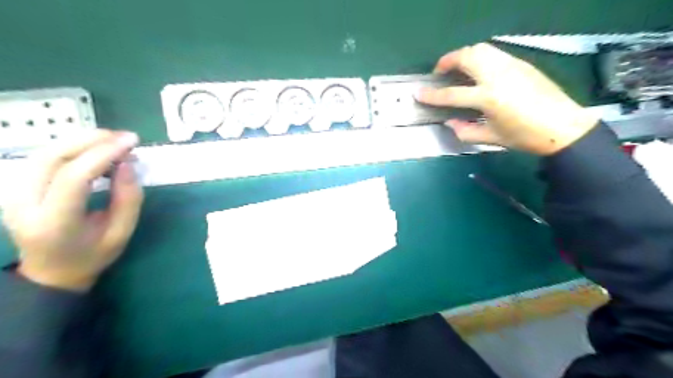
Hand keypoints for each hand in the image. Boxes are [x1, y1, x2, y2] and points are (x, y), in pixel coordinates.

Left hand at [2, 130, 143, 292]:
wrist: (51, 272)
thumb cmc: (92, 256)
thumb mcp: (121, 233)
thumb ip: (128, 199)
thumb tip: (128, 164)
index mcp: (54, 223)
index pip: (74, 177)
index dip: (104, 154)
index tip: (132, 142)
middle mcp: (23, 205)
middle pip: (52, 158)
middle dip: (92, 141)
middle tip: (125, 137)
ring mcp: (12, 194)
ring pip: (44, 153)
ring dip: (82, 141)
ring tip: (113, 141)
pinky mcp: (14, 188)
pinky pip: (42, 158)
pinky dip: (72, 148)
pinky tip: (95, 151)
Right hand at [416, 43, 598, 154]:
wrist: (563, 126)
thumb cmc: (525, 136)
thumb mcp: (491, 138)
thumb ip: (465, 131)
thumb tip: (450, 122)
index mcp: (488, 98)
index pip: (452, 93)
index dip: (432, 94)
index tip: (419, 93)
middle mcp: (498, 76)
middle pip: (467, 57)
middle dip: (447, 61)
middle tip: (439, 72)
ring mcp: (511, 66)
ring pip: (482, 49)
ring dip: (464, 55)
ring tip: (458, 68)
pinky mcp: (521, 63)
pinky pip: (494, 53)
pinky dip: (480, 57)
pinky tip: (479, 71)